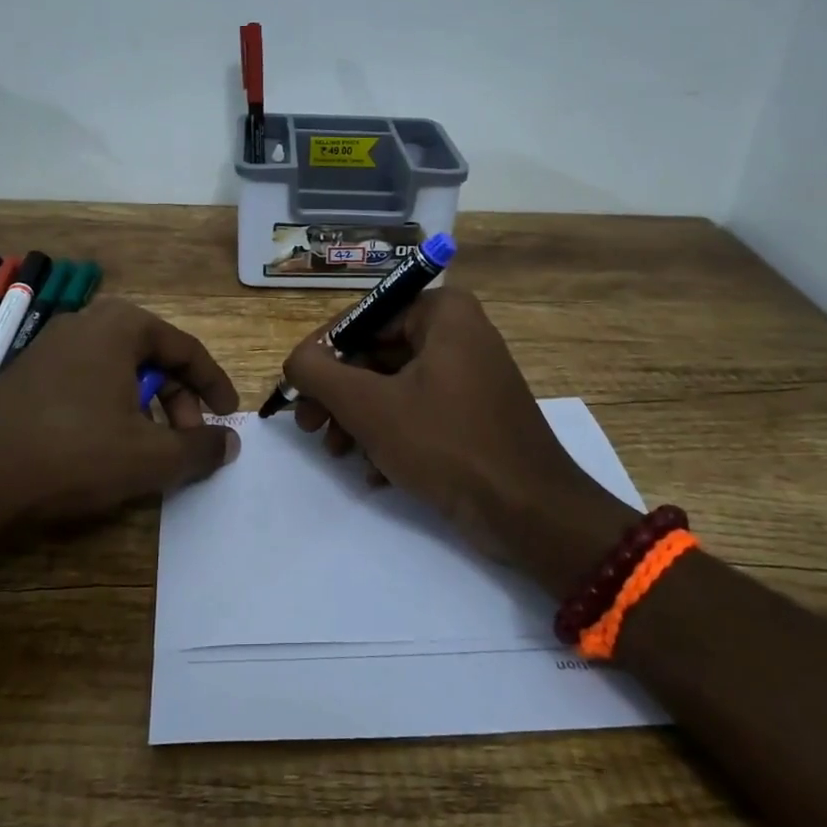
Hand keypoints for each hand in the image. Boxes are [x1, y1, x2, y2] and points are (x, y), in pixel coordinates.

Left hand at [0, 297, 239, 542]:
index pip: (185, 348)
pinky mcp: (24, 376)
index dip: (213, 385)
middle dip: (178, 400)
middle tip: (187, 441)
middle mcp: (85, 324)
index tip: (228, 416)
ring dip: (145, 408)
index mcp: (120, 326)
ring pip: (118, 373)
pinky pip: (86, 384)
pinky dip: (110, 410)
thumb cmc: (72, 454)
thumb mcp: (149, 457)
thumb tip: (230, 443)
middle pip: (151, 358)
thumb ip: (199, 448)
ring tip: (149, 450)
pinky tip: (105, 449)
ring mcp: (48, 348)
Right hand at [281, 286, 633, 596]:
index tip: (296, 391)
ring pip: (393, 387)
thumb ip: (319, 374)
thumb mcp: (370, 406)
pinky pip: (418, 411)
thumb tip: (295, 360)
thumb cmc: (447, 444)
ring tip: (338, 453)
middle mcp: (458, 333)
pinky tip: (374, 473)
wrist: (531, 513)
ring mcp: (469, 374)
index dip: (322, 355)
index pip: (362, 319)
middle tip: (310, 427)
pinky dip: (391, 436)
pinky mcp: (473, 413)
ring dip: (359, 420)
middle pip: (376, 354)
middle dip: (340, 396)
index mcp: (442, 313)